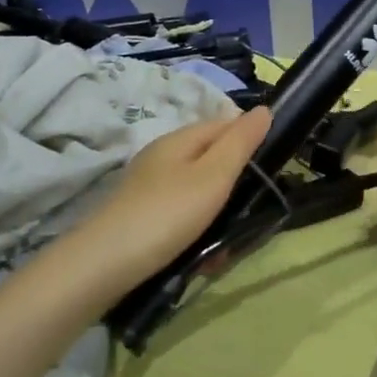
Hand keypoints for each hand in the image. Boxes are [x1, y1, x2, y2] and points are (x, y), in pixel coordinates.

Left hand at [73, 107, 271, 291]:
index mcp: (179, 140)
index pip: (224, 124)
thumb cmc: (167, 214)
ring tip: (223, 250)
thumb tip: (264, 109)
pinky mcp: (141, 218)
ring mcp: (149, 188)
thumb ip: (240, 143)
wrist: (103, 266)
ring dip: (217, 219)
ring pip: (199, 195)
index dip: (250, 140)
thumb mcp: (213, 176)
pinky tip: (199, 260)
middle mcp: (162, 158)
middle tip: (249, 217)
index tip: (273, 168)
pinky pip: (181, 218)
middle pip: (212, 161)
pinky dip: (195, 235)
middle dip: (235, 189)